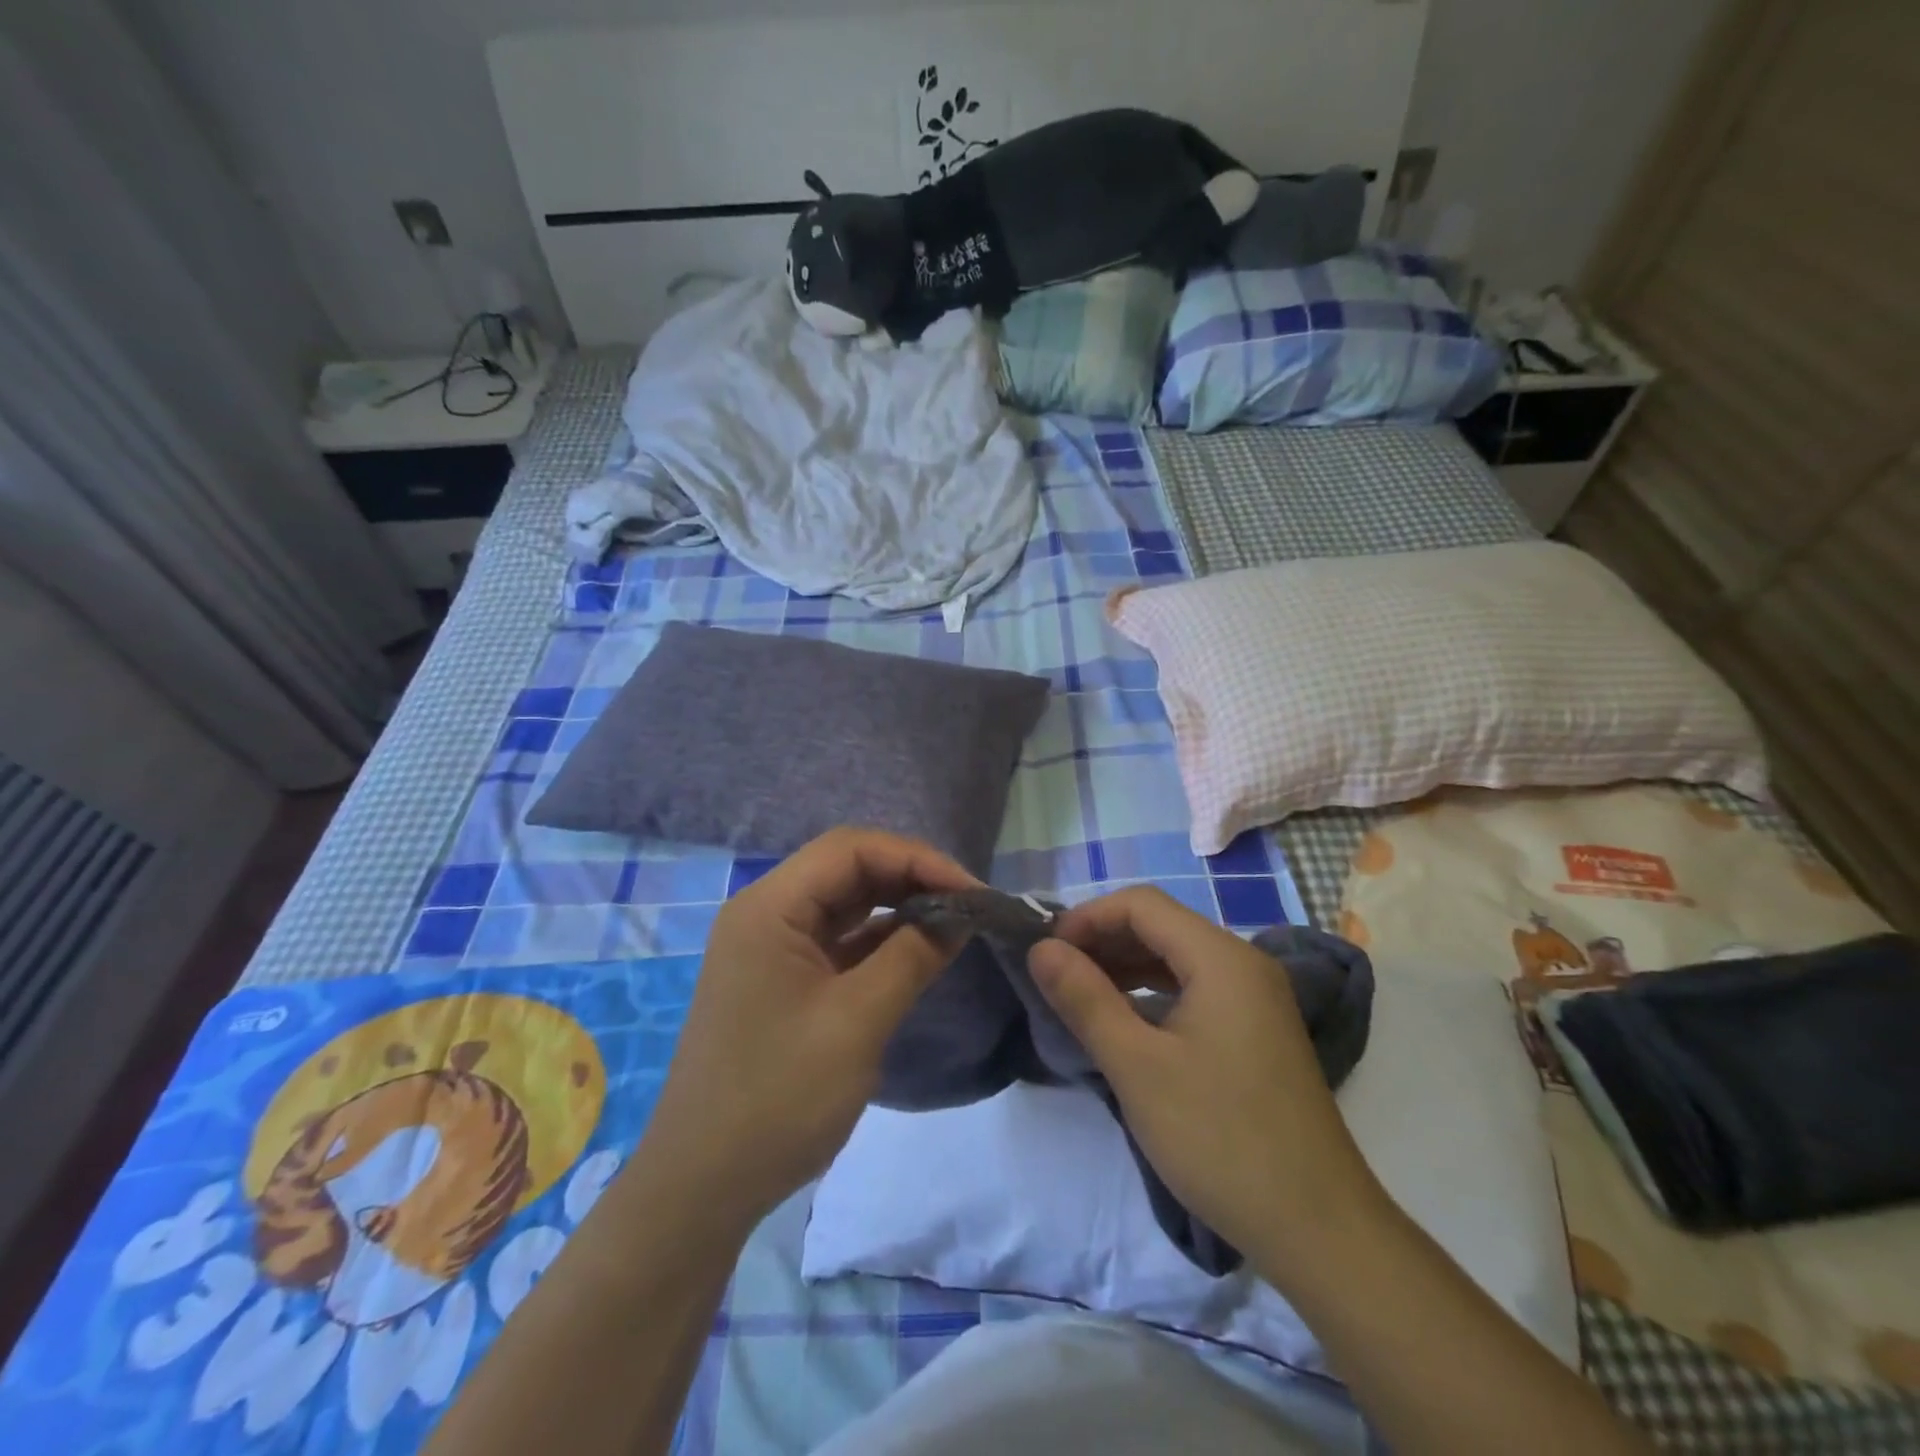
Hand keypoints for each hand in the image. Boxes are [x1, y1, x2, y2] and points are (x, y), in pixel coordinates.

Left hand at [633, 828, 977, 1229]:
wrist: (703, 1187)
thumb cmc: (777, 1097)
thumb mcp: (857, 1022)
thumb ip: (912, 957)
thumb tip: (960, 915)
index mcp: (770, 908)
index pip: (851, 849)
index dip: (916, 859)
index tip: (970, 892)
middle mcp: (768, 914)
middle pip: (849, 870)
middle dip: (912, 879)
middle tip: (969, 907)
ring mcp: (774, 948)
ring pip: (847, 904)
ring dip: (900, 908)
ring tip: (955, 924)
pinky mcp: (785, 980)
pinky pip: (840, 941)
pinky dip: (882, 941)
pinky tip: (921, 951)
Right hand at [1029, 888, 1387, 1273]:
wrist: (1319, 1230)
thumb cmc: (1221, 1138)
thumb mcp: (1138, 1067)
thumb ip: (1085, 999)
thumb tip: (1041, 948)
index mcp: (1221, 958)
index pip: (1142, 905)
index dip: (1087, 917)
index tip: (1046, 951)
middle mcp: (1243, 964)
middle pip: (1161, 926)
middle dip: (1103, 940)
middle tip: (1054, 974)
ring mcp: (1255, 999)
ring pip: (1177, 958)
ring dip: (1125, 966)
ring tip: (1078, 994)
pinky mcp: (1256, 1032)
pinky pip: (1194, 989)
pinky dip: (1152, 993)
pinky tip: (1124, 1021)